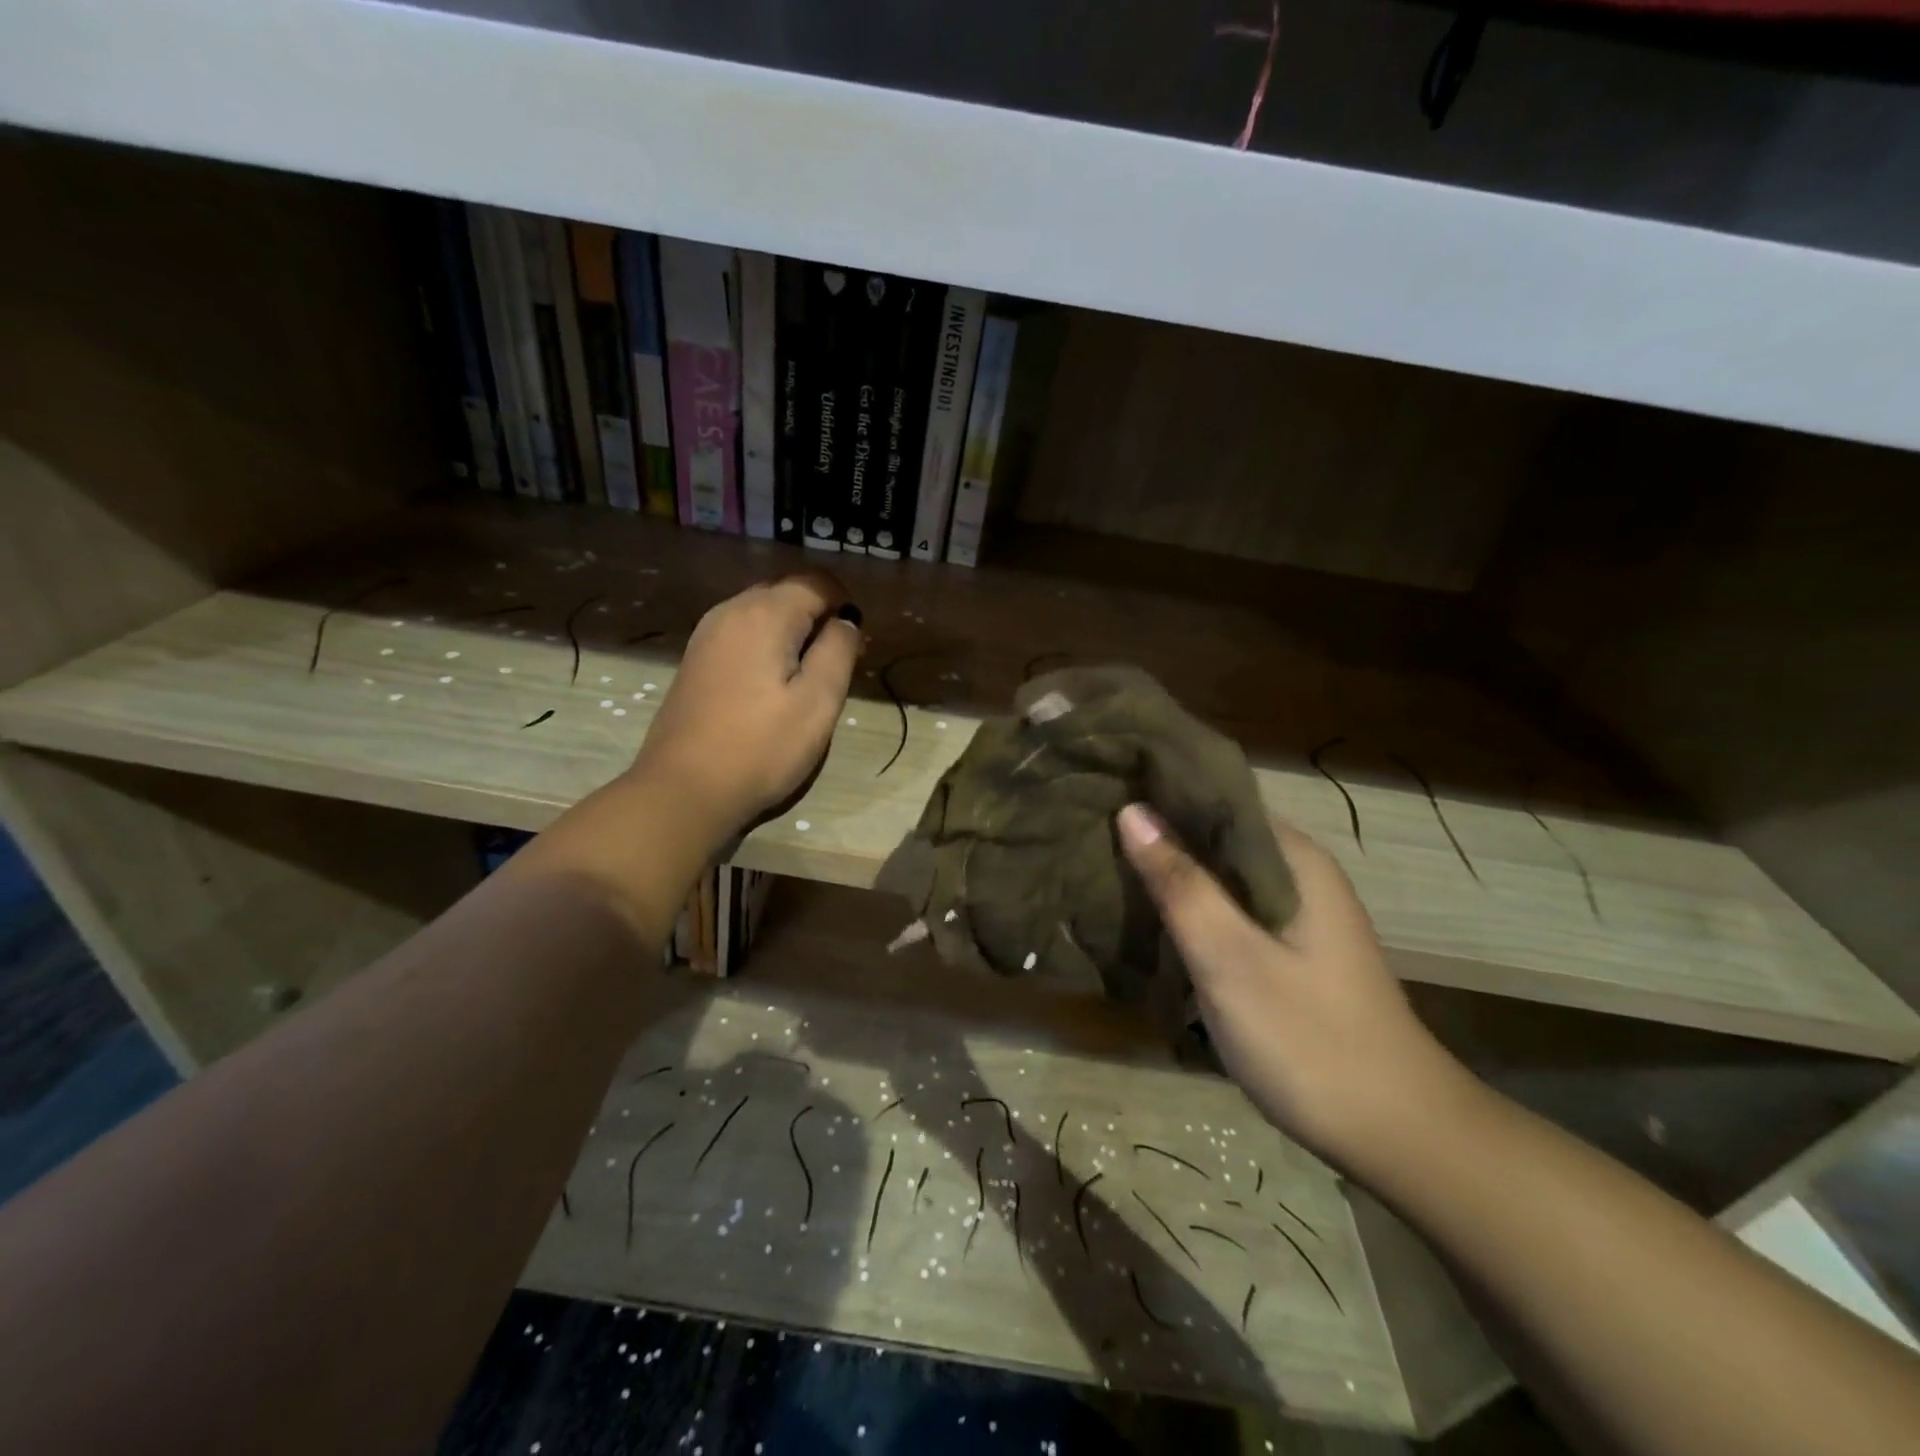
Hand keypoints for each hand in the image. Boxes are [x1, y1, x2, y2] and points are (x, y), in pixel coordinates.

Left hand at [633, 571, 862, 843]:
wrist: (684, 789)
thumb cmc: (761, 748)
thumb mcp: (818, 702)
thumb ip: (839, 650)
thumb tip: (846, 620)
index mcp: (764, 613)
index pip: (817, 581)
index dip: (845, 604)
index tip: (854, 645)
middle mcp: (731, 610)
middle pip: (787, 591)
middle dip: (818, 616)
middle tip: (834, 666)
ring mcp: (707, 634)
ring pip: (763, 612)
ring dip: (792, 633)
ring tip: (805, 680)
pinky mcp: (695, 659)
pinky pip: (742, 633)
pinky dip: (766, 646)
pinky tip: (770, 687)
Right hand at [1116, 802, 1468, 1168]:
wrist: (1396, 1134)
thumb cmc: (1310, 1040)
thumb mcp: (1231, 960)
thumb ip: (1181, 884)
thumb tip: (1132, 811)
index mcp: (1293, 859)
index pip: (1216, 797)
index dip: (1159, 791)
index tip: (1103, 791)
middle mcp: (1297, 874)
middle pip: (1215, 835)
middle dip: (1157, 833)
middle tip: (1090, 834)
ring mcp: (1294, 914)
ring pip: (1218, 875)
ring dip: (1170, 872)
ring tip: (1105, 867)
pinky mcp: (1287, 949)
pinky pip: (1227, 909)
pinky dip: (1189, 907)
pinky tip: (1150, 917)